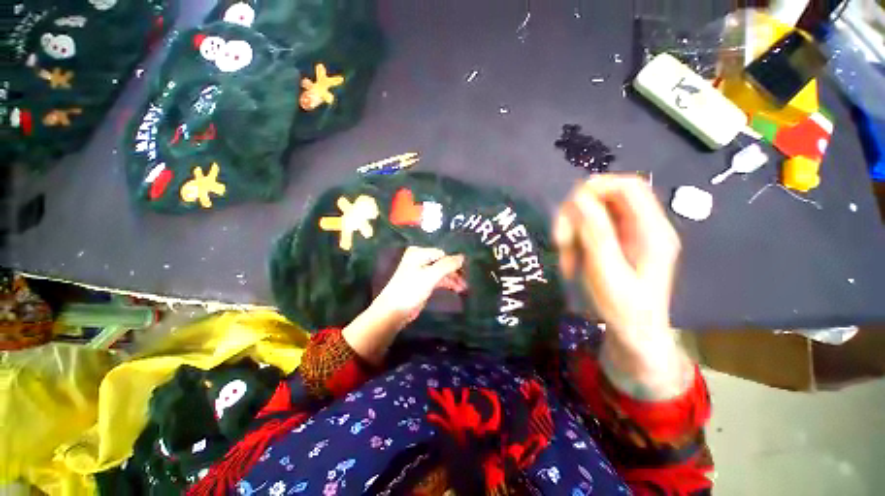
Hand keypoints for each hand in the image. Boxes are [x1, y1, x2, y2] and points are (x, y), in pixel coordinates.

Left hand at [374, 247, 466, 325]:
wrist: (394, 311)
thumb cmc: (411, 289)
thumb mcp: (430, 276)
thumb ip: (447, 265)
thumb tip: (463, 256)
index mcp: (419, 253)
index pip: (442, 254)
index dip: (454, 263)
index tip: (466, 272)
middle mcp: (420, 259)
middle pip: (443, 262)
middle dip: (455, 272)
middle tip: (467, 281)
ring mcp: (421, 271)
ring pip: (442, 272)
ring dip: (453, 279)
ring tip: (464, 288)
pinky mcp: (423, 282)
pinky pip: (439, 279)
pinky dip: (448, 283)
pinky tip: (458, 289)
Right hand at [555, 175, 690, 398]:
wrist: (635, 332)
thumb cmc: (625, 308)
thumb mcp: (608, 273)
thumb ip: (596, 235)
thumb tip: (579, 199)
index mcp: (651, 231)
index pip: (629, 187)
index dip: (597, 187)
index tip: (569, 207)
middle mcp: (643, 226)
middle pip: (607, 197)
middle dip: (577, 213)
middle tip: (560, 239)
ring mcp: (629, 234)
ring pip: (593, 212)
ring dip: (572, 228)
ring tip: (564, 253)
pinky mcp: (616, 242)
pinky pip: (589, 227)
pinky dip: (575, 238)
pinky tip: (570, 257)